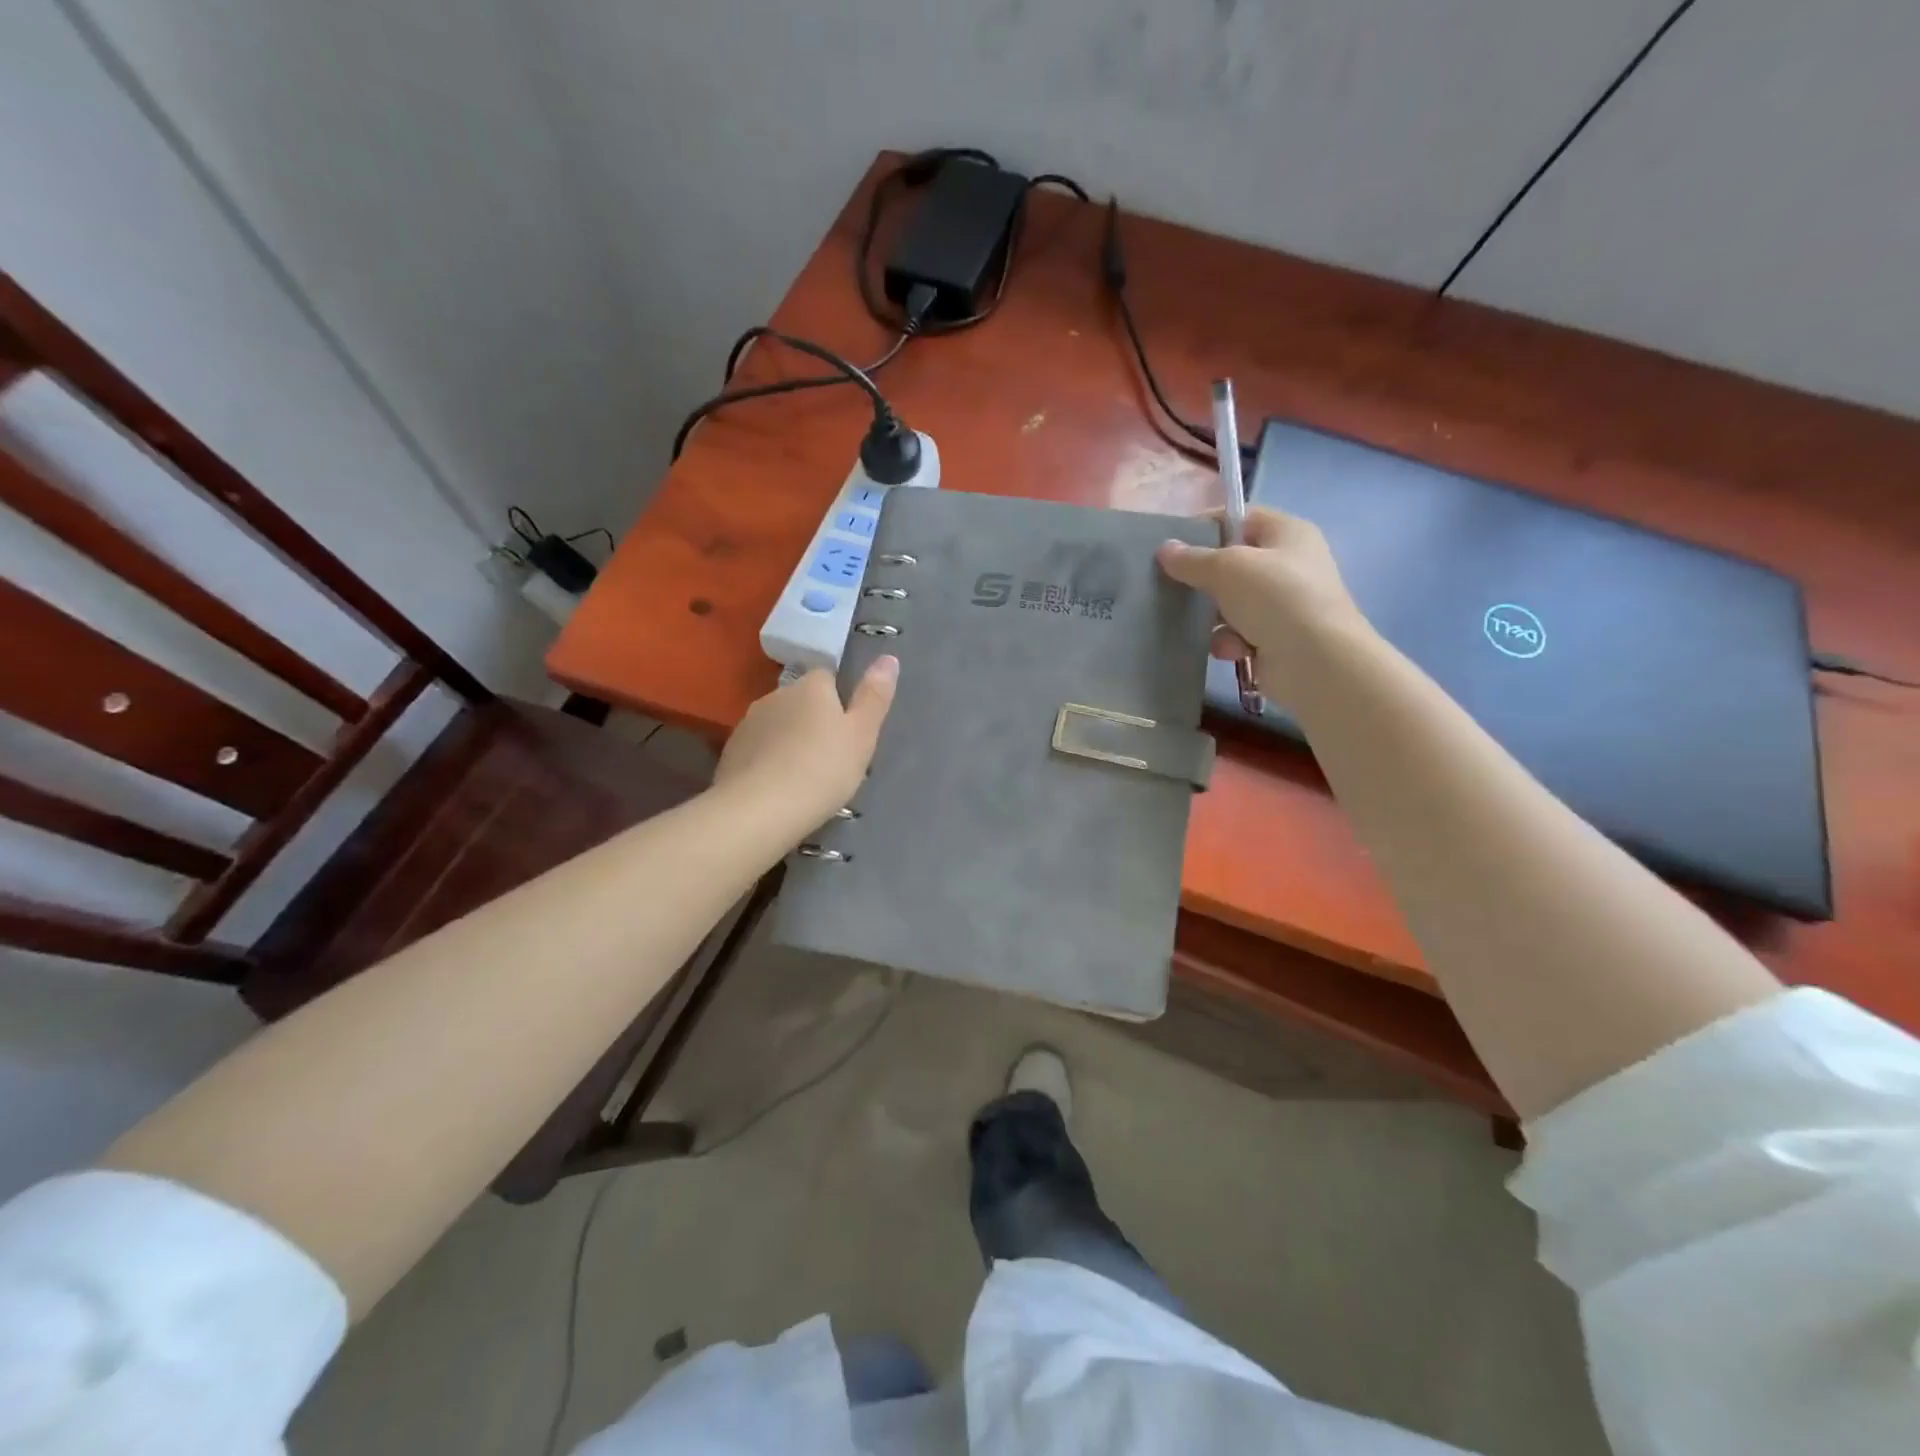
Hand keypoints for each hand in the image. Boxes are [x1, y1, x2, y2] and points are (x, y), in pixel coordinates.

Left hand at [713, 657, 898, 830]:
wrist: (761, 809)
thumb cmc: (823, 768)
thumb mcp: (862, 735)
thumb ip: (874, 696)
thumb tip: (889, 657)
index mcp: (811, 686)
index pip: (826, 676)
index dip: (838, 698)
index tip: (847, 727)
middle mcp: (776, 695)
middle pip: (799, 700)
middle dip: (811, 720)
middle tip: (830, 755)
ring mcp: (748, 722)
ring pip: (776, 724)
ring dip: (788, 740)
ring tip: (803, 774)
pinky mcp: (730, 751)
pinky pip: (757, 749)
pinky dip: (767, 760)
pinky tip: (777, 786)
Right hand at [1156, 507, 1365, 684]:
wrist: (1316, 662)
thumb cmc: (1275, 598)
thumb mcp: (1227, 568)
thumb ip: (1192, 559)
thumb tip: (1165, 549)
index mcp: (1288, 533)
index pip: (1242, 518)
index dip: (1208, 527)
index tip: (1174, 545)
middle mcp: (1290, 564)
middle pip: (1234, 564)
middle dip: (1205, 579)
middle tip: (1174, 586)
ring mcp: (1285, 604)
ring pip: (1232, 602)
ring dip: (1214, 617)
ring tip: (1203, 626)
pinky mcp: (1278, 638)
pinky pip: (1240, 633)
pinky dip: (1230, 641)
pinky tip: (1231, 650)